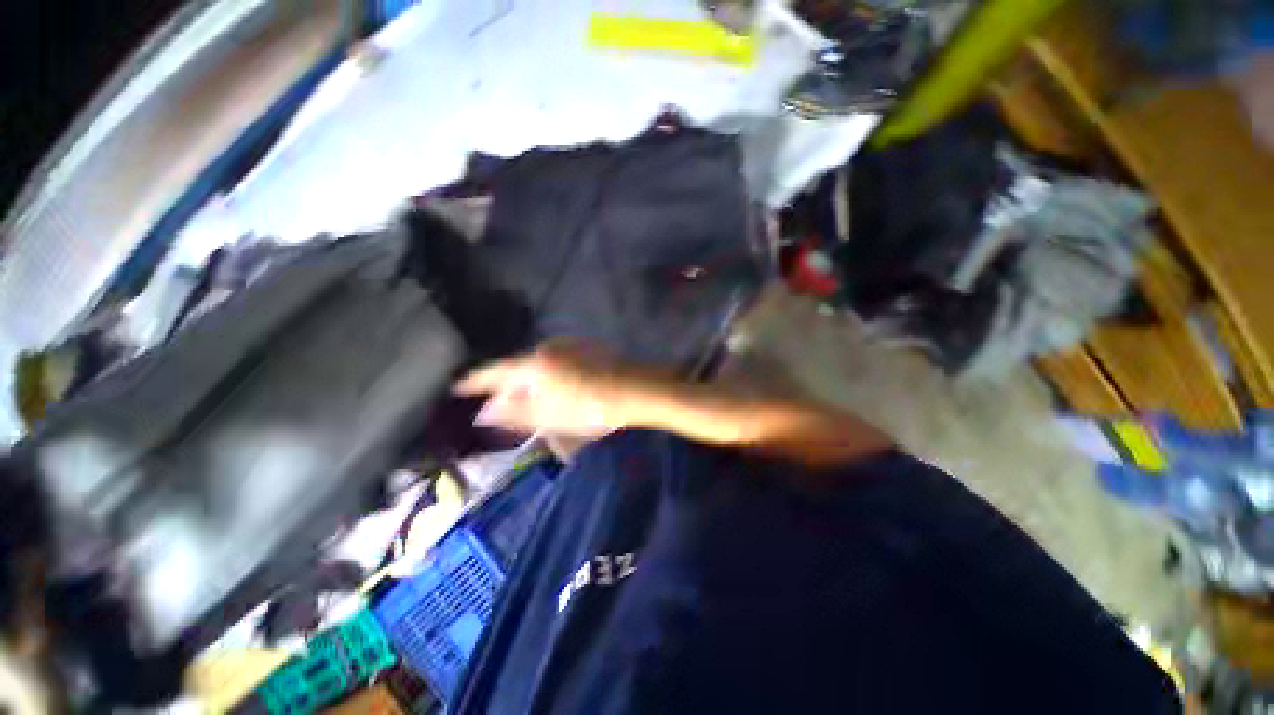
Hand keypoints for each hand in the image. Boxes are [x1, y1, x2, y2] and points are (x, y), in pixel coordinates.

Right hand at [453, 341, 653, 437]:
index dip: (476, 380)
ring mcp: (570, 346)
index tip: (459, 386)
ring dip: (532, 384)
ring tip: (532, 404)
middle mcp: (549, 348)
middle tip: (500, 406)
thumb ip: (514, 412)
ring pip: (540, 366)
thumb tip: (485, 411)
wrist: (635, 389)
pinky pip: (558, 363)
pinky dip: (551, 378)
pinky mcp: (587, 349)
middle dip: (508, 386)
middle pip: (519, 368)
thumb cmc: (589, 407)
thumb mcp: (548, 416)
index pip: (496, 371)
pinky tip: (559, 392)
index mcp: (535, 363)